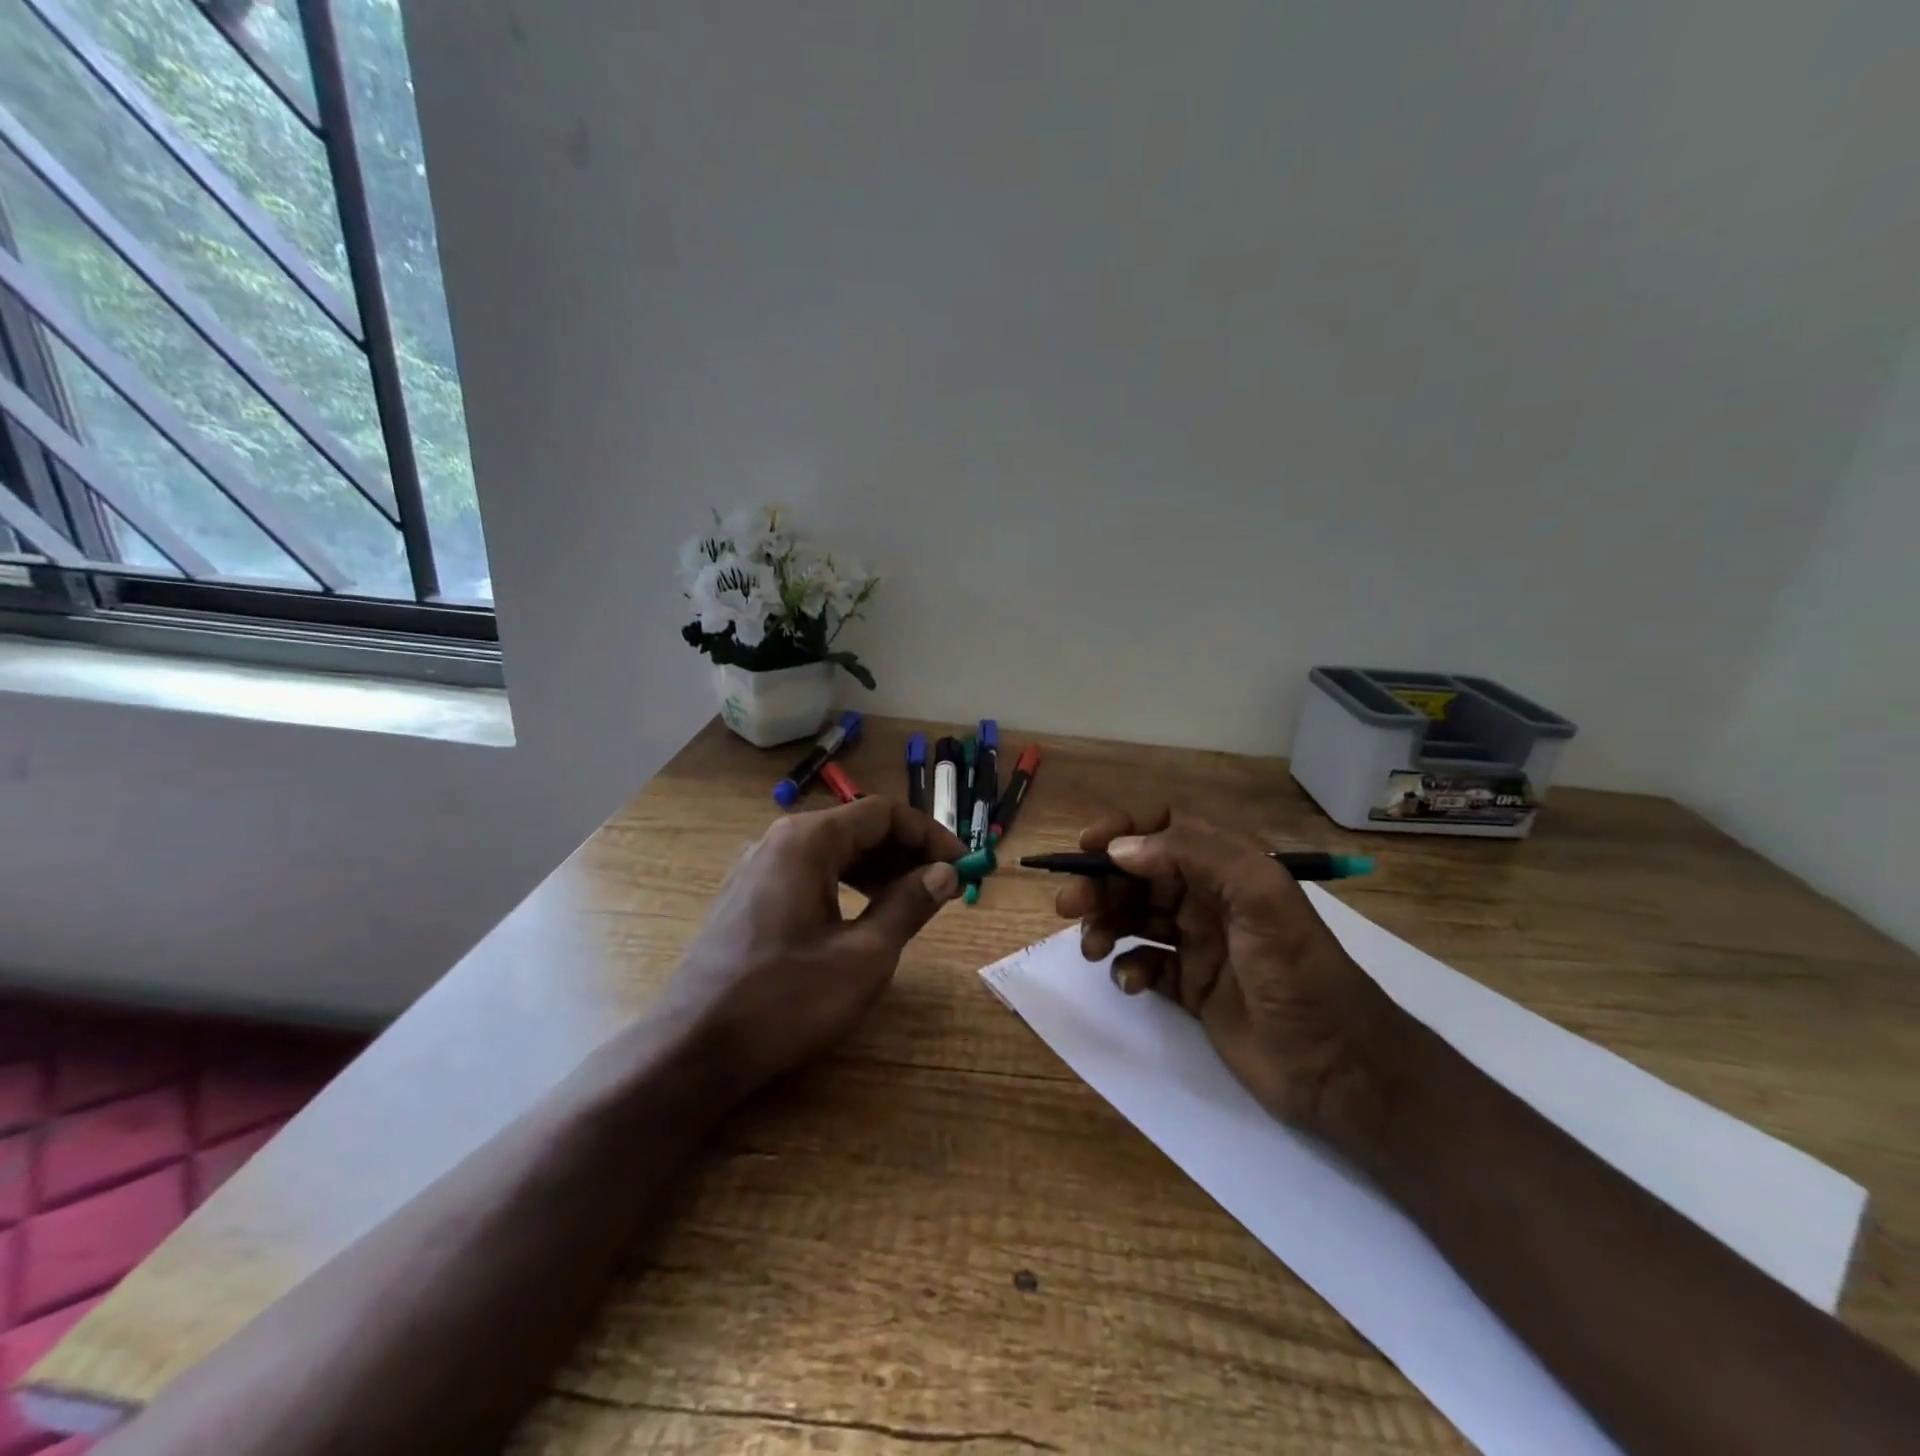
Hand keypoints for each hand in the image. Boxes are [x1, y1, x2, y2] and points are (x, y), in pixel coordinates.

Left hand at [664, 797, 965, 1097]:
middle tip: (944, 886)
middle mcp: (779, 840)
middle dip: (906, 852)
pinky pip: (808, 873)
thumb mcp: (864, 956)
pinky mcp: (746, 895)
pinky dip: (846, 884)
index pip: (884, 813)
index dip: (930, 835)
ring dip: (878, 869)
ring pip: (833, 851)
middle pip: (857, 827)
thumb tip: (945, 873)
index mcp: (808, 840)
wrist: (693, 1048)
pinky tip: (863, 915)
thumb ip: (909, 905)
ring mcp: (757, 867)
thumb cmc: (786, 1000)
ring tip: (912, 901)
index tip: (963, 865)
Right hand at [1056, 808, 1410, 1136]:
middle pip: (1140, 874)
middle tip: (1070, 905)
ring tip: (1091, 946)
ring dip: (1106, 924)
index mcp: (1229, 868)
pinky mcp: (1191, 988)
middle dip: (1101, 883)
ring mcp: (1200, 944)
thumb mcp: (1261, 899)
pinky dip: (1129, 967)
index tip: (1086, 849)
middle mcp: (1210, 898)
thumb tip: (1120, 849)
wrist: (1337, 1068)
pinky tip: (1131, 982)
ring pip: (1135, 917)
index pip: (1167, 828)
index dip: (1124, 830)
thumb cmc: (1299, 973)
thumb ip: (1195, 856)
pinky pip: (1145, 964)